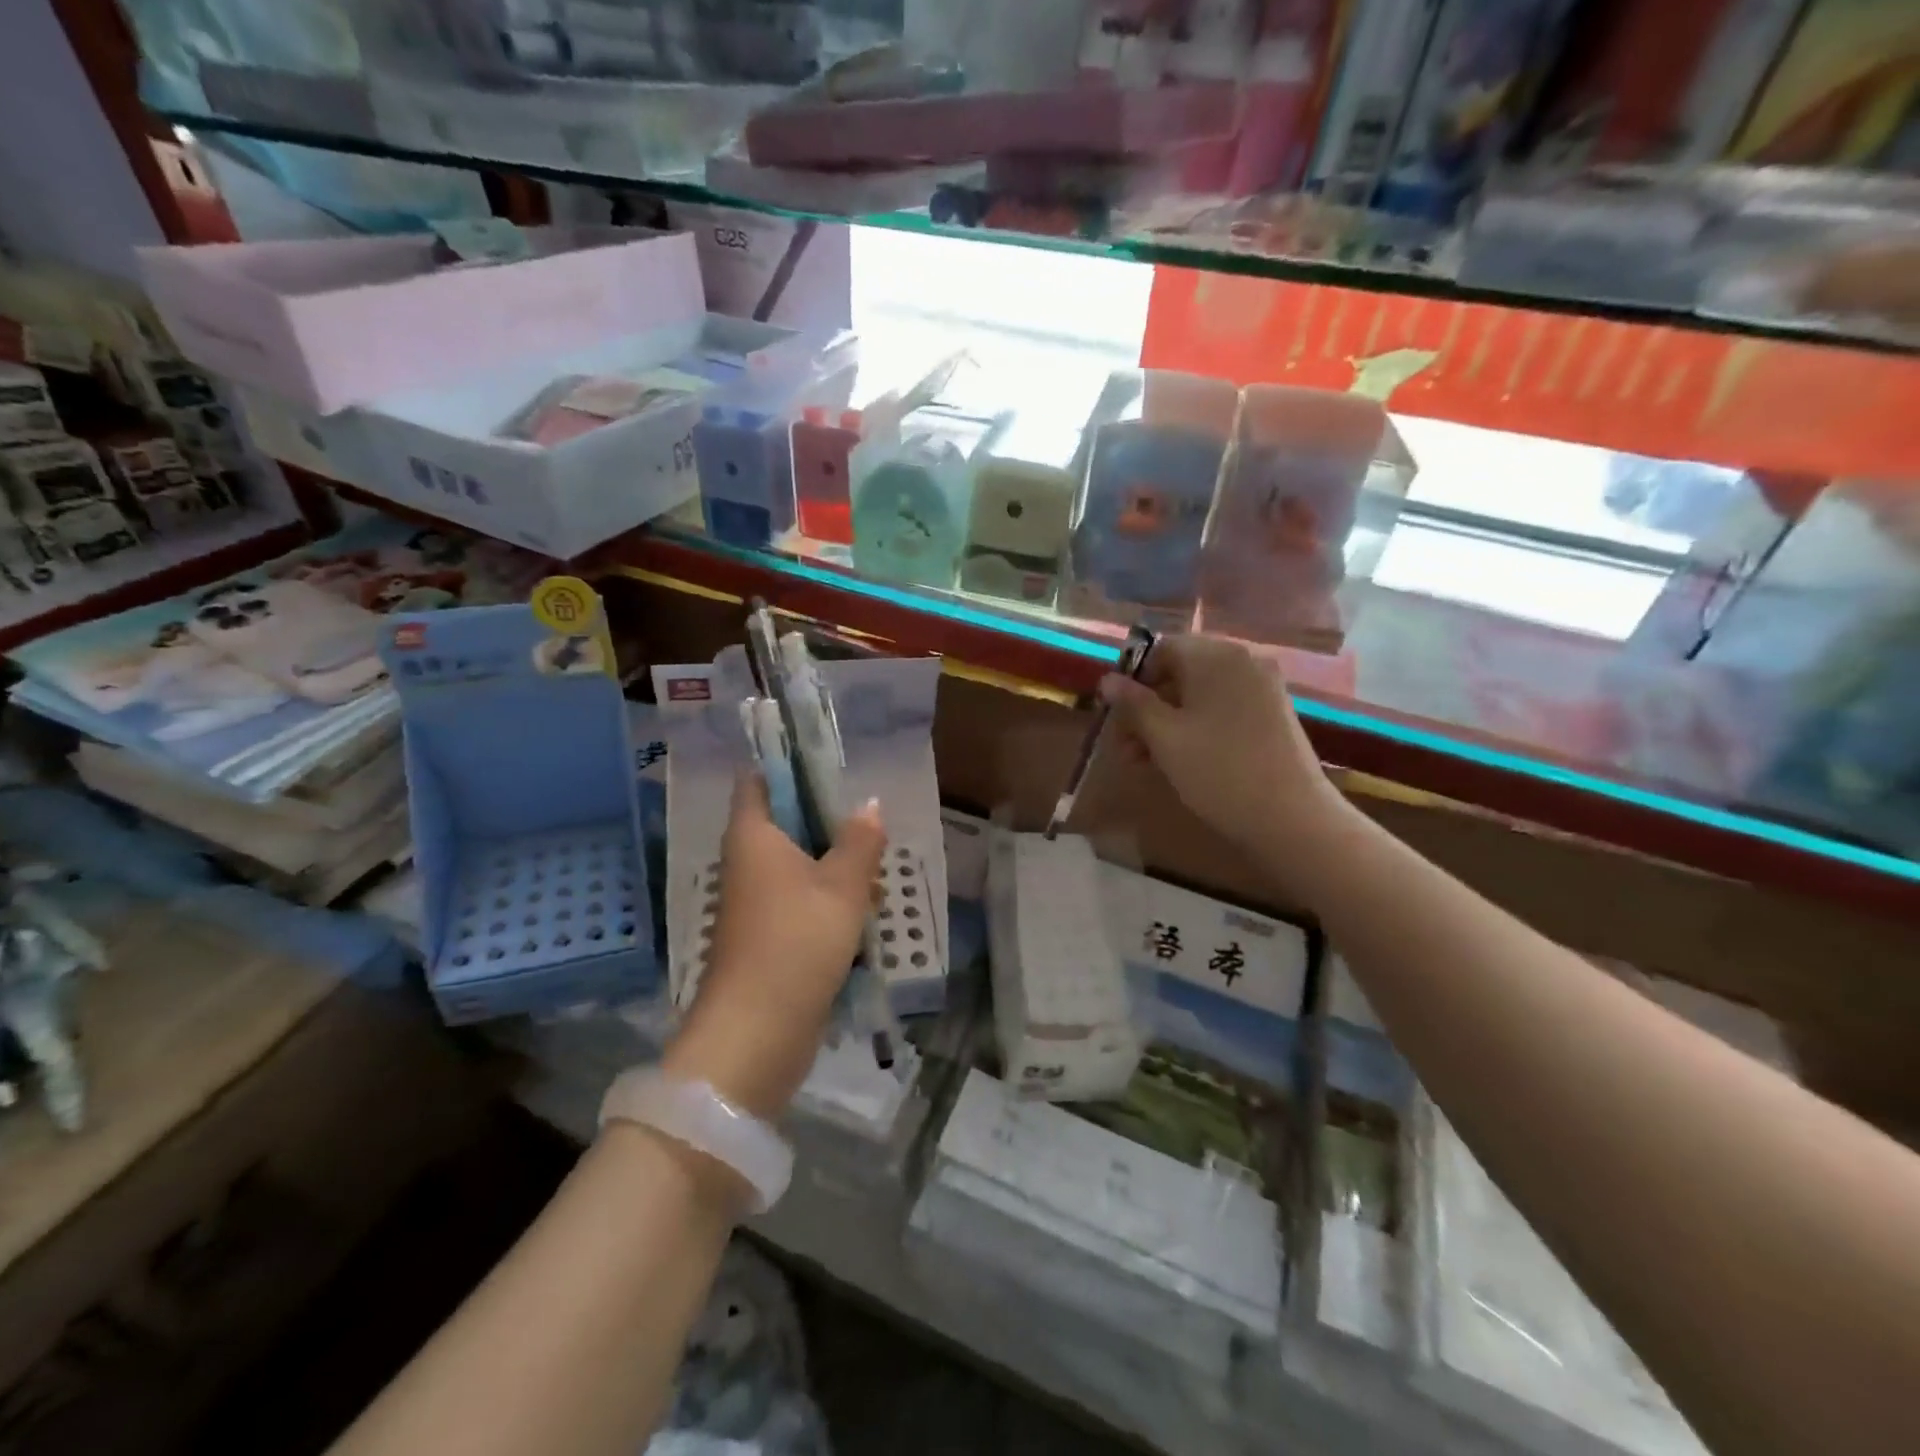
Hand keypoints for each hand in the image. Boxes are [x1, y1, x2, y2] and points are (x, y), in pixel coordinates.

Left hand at [663, 773, 885, 1119]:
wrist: (757, 1033)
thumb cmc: (797, 942)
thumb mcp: (841, 886)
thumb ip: (859, 841)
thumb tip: (870, 803)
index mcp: (753, 836)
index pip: (759, 780)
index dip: (789, 763)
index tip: (830, 761)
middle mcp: (747, 862)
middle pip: (784, 822)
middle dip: (828, 819)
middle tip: (869, 817)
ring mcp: (755, 901)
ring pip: (797, 863)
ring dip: (834, 863)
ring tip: (876, 865)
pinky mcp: (767, 935)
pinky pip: (799, 899)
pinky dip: (828, 897)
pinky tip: (863, 906)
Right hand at [1100, 634, 1349, 858]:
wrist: (1292, 818)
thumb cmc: (1218, 770)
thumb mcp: (1164, 737)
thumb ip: (1133, 704)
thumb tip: (1107, 680)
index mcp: (1216, 656)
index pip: (1161, 650)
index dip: (1132, 680)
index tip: (1115, 717)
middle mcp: (1243, 662)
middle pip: (1180, 673)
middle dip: (1147, 707)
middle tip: (1124, 748)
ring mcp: (1263, 689)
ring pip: (1200, 696)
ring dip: (1167, 722)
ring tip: (1145, 762)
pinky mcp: (1273, 716)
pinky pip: (1223, 710)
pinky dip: (1197, 728)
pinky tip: (1180, 761)